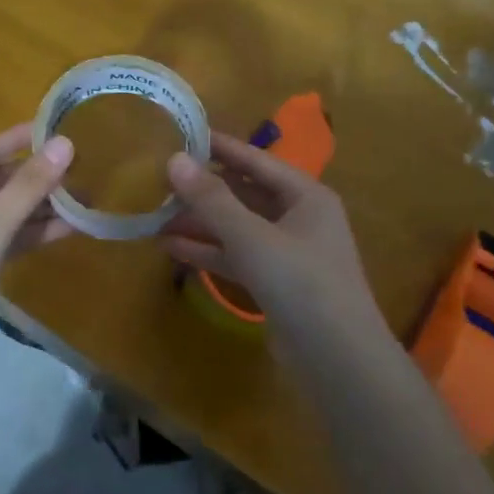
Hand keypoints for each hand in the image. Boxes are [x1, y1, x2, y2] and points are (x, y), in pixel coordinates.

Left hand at [0, 123, 75, 371]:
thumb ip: (31, 184)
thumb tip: (67, 142)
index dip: (21, 140)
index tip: (57, 129)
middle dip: (37, 180)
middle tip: (81, 169)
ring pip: (2, 213)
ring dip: (39, 208)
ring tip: (84, 199)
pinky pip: (2, 238)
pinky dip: (30, 234)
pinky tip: (66, 229)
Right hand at [162, 133, 392, 368]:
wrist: (337, 359)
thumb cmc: (301, 283)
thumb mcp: (252, 237)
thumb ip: (212, 200)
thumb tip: (174, 159)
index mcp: (306, 196)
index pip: (256, 161)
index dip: (220, 147)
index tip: (183, 133)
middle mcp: (299, 218)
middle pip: (244, 194)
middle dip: (204, 189)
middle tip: (160, 177)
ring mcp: (287, 253)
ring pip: (237, 228)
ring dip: (200, 222)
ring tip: (156, 213)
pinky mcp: (274, 284)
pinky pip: (236, 257)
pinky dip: (208, 252)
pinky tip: (171, 248)